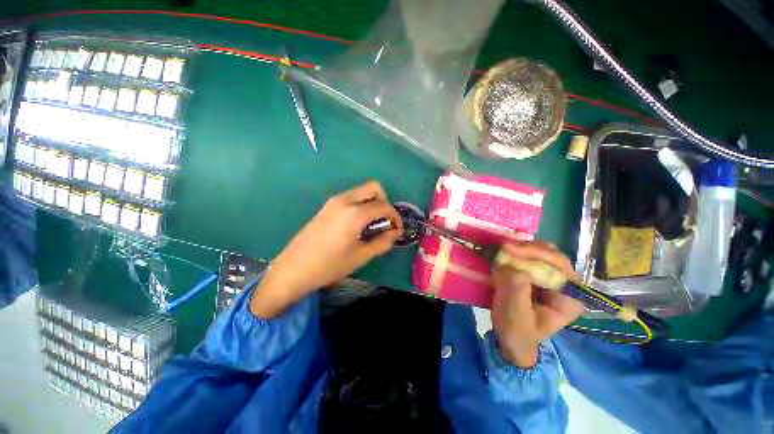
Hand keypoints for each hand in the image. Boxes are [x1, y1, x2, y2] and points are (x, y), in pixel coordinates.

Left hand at [250, 181, 402, 317]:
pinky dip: (360, 205)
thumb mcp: (361, 256)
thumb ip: (382, 242)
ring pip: (361, 191)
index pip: (384, 206)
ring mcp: (333, 201)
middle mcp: (345, 200)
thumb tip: (395, 232)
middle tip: (384, 222)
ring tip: (372, 225)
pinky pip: (351, 198)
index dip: (395, 217)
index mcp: (355, 213)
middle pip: (373, 188)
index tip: (397, 230)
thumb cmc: (329, 265)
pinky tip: (357, 224)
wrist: (293, 269)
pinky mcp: (327, 206)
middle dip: (385, 202)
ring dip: (372, 203)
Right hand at [491, 242, 583, 367]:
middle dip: (525, 249)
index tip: (509, 250)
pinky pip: (527, 258)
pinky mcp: (534, 276)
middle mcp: (564, 284)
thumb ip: (515, 289)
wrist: (511, 342)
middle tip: (502, 248)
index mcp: (569, 297)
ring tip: (501, 251)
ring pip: (538, 253)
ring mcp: (549, 279)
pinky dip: (514, 253)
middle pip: (550, 255)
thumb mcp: (515, 314)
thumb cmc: (516, 332)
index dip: (535, 253)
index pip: (559, 264)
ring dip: (519, 249)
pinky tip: (502, 255)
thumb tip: (508, 264)